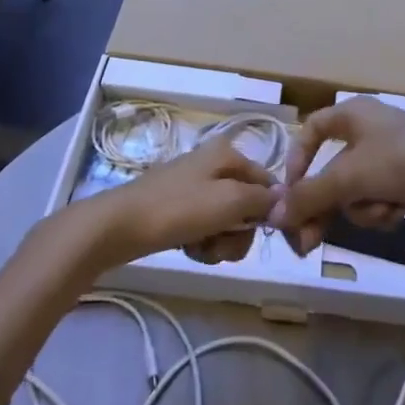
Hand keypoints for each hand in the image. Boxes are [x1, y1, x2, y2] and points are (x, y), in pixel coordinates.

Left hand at [84, 137, 278, 267]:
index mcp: (228, 154)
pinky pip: (206, 228)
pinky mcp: (179, 208)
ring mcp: (194, 186)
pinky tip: (189, 249)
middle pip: (248, 205)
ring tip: (200, 250)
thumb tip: (286, 199)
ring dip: (220, 242)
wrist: (118, 226)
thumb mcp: (229, 201)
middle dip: (239, 233)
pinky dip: (202, 243)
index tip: (265, 237)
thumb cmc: (178, 209)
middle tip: (221, 246)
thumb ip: (262, 199)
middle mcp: (214, 165)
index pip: (269, 182)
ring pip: (227, 221)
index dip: (270, 212)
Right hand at [272, 98, 404, 255]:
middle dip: (326, 206)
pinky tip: (401, 210)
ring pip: (354, 190)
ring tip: (385, 209)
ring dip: (364, 208)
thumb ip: (309, 197)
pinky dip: (384, 209)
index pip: (310, 129)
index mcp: (352, 113)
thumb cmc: (401, 161)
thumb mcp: (349, 178)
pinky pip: (378, 197)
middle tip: (309, 243)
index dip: (297, 160)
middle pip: (331, 172)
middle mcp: (368, 129)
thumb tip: (273, 216)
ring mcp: (390, 154)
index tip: (292, 192)